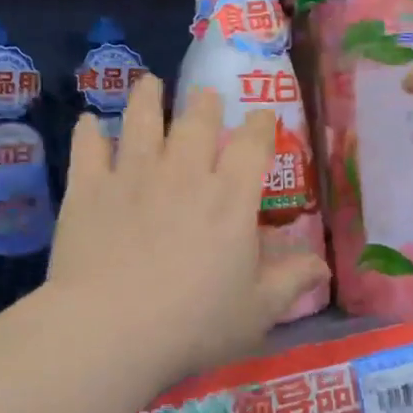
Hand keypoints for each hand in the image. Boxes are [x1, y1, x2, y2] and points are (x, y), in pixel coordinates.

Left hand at [49, 75, 329, 384]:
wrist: (111, 329)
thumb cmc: (194, 323)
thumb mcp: (257, 311)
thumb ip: (292, 282)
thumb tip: (324, 267)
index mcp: (231, 198)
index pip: (252, 145)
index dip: (260, 125)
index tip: (262, 116)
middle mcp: (185, 173)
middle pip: (197, 122)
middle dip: (205, 104)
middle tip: (205, 95)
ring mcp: (133, 175)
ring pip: (142, 120)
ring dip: (147, 98)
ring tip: (149, 83)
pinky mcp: (89, 189)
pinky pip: (88, 149)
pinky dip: (89, 132)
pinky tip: (89, 122)